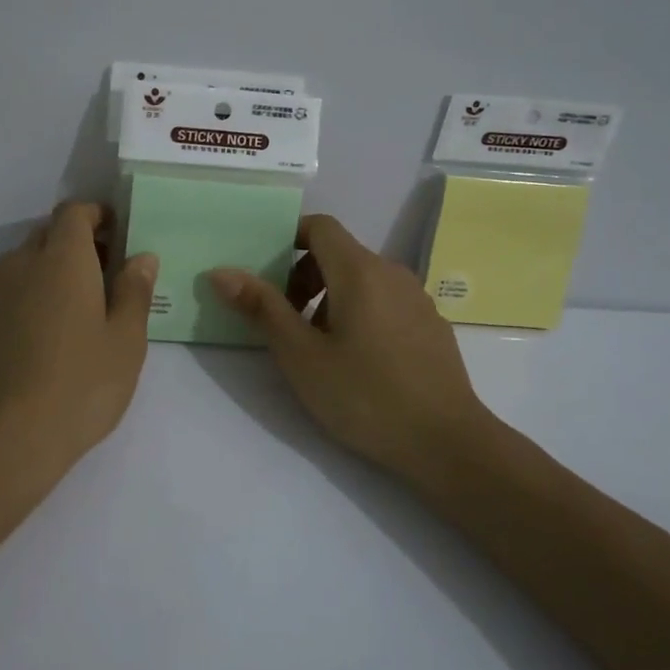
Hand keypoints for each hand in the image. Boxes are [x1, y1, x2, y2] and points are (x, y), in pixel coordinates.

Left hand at [0, 201, 158, 466]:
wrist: (0, 444)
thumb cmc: (79, 387)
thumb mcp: (126, 342)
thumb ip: (135, 292)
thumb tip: (141, 257)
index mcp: (61, 260)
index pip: (73, 213)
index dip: (95, 216)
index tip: (115, 234)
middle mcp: (17, 266)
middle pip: (44, 237)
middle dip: (72, 246)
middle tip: (99, 278)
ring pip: (17, 270)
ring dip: (43, 277)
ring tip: (66, 318)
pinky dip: (18, 308)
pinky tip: (31, 349)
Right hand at [208, 214, 497, 481]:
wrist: (448, 442)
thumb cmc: (365, 395)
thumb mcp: (301, 355)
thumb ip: (262, 308)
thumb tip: (221, 271)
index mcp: (359, 270)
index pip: (320, 226)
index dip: (288, 238)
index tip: (266, 273)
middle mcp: (392, 273)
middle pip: (339, 253)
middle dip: (304, 277)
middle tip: (285, 321)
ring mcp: (417, 299)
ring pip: (363, 280)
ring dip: (331, 298)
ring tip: (318, 347)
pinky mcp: (431, 325)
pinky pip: (386, 302)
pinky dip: (360, 313)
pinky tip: (359, 362)